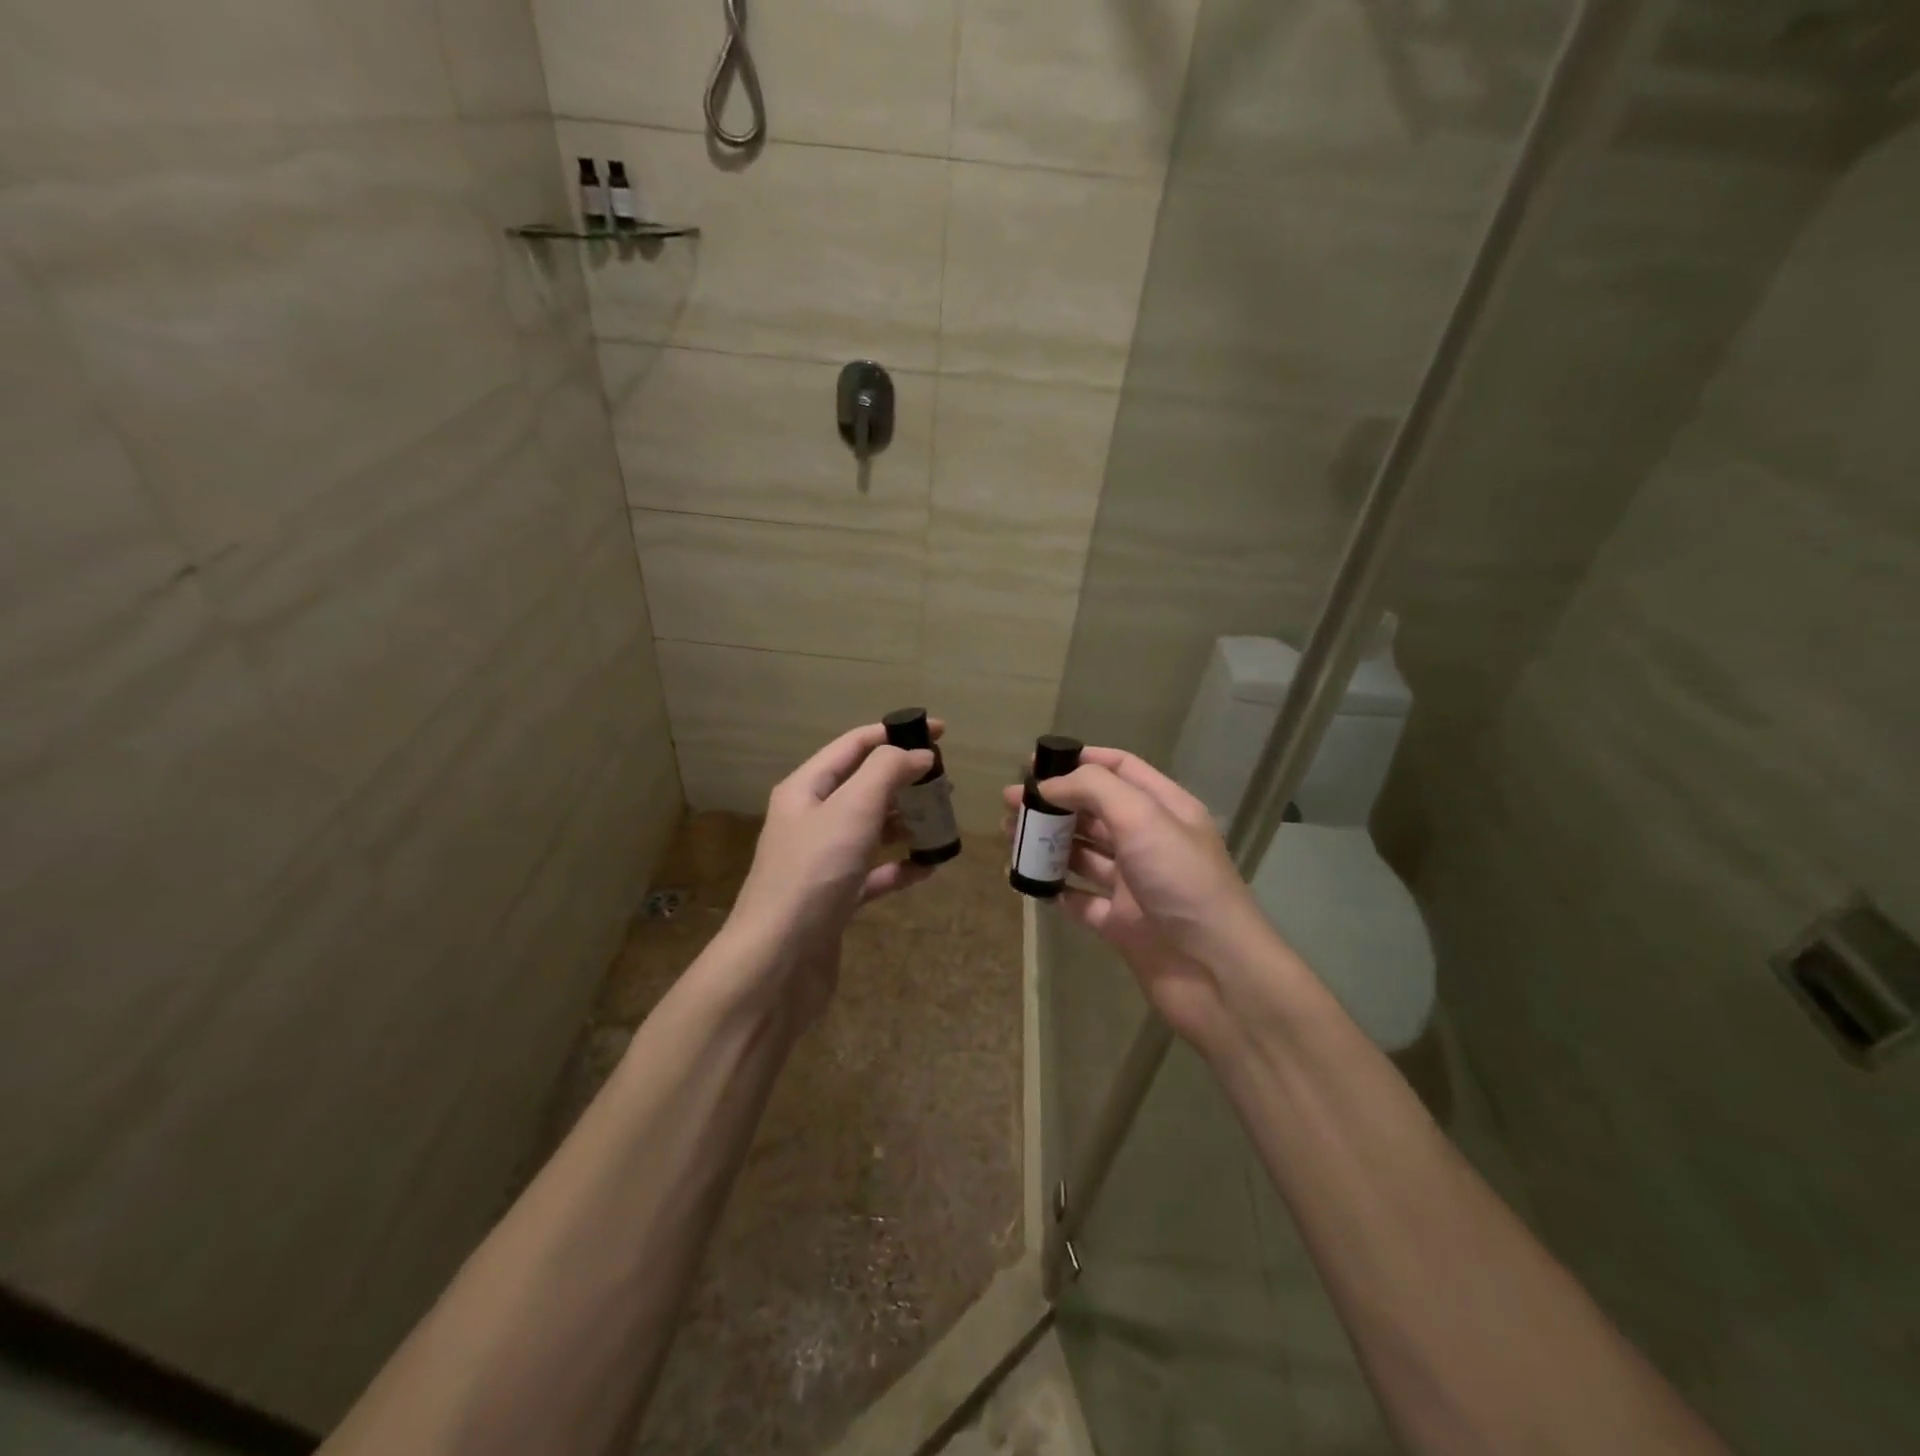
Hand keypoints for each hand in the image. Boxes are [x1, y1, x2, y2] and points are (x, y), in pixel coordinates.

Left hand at [728, 720, 942, 994]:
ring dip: (906, 823)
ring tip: (943, 821)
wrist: (777, 962)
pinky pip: (875, 873)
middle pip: (864, 786)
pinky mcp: (836, 898)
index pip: (853, 746)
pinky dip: (901, 867)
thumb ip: (886, 772)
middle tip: (946, 783)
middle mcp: (812, 820)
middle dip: (905, 780)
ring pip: (872, 829)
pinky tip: (929, 867)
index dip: (895, 733)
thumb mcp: (851, 809)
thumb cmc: (813, 874)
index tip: (940, 732)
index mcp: (806, 789)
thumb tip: (917, 754)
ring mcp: (823, 861)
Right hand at [1004, 747, 1295, 1055]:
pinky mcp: (1120, 923)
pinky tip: (1027, 881)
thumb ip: (1095, 789)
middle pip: (1095, 811)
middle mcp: (1149, 842)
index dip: (1079, 760)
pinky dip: (1054, 889)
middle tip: (1010, 804)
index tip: (1035, 763)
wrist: (1215, 972)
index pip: (1120, 769)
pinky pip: (1079, 899)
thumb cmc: (1182, 882)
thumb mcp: (1143, 818)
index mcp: (1164, 809)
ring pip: (1083, 854)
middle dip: (1054, 803)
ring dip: (1048, 843)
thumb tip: (1050, 785)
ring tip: (1010, 838)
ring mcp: (1134, 884)